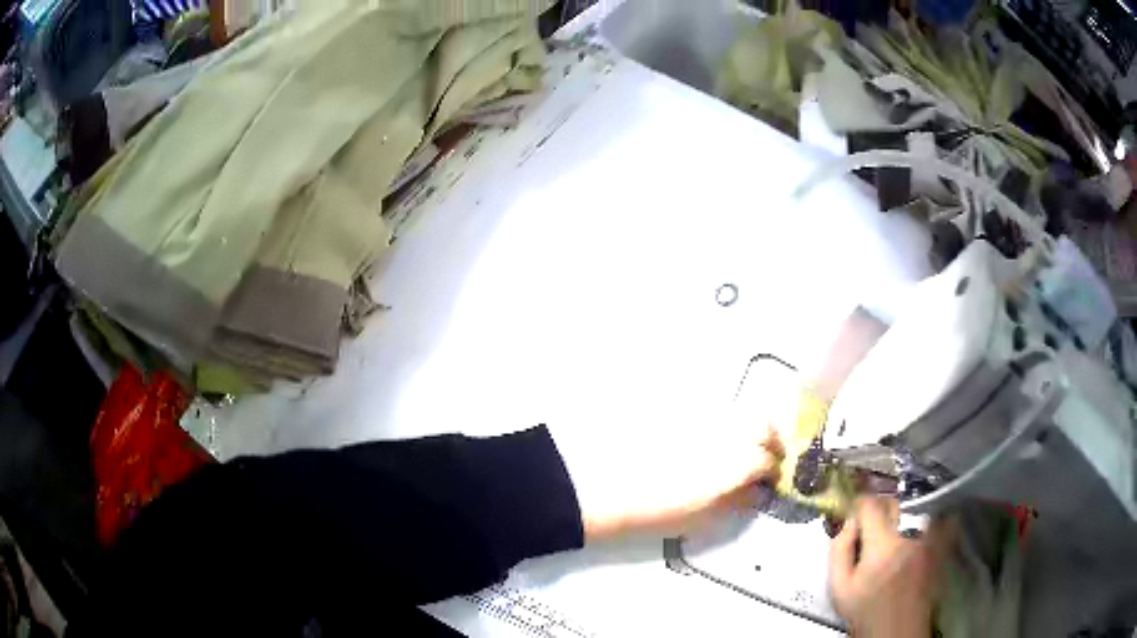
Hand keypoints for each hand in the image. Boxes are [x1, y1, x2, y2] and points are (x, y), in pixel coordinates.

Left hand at [575, 427, 784, 541]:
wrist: (608, 487)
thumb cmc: (659, 511)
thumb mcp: (704, 517)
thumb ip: (737, 501)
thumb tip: (757, 492)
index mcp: (738, 461)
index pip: (767, 460)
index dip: (772, 471)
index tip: (770, 479)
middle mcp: (728, 432)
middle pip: (763, 423)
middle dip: (770, 438)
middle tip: (765, 455)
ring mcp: (706, 417)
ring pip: (740, 411)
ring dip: (750, 425)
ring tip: (740, 446)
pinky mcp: (685, 410)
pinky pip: (714, 410)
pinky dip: (723, 421)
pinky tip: (711, 439)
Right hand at [829, 498, 948, 637]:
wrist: (897, 630)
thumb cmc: (865, 611)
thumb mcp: (839, 588)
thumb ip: (838, 550)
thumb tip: (847, 522)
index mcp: (882, 546)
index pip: (870, 505)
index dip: (858, 504)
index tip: (854, 512)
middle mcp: (910, 535)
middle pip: (895, 500)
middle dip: (880, 506)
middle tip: (871, 522)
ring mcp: (930, 537)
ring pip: (919, 502)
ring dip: (905, 506)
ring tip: (895, 523)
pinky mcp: (943, 543)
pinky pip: (942, 515)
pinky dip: (933, 512)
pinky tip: (922, 522)